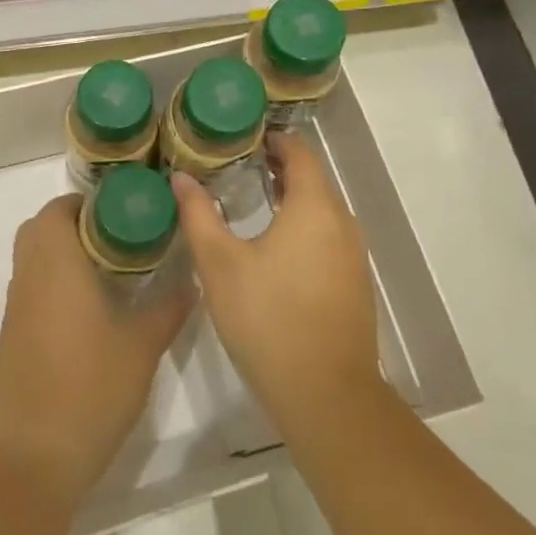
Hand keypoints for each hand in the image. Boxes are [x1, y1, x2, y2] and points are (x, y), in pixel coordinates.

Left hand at [0, 195, 191, 508]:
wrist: (37, 454)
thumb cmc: (92, 385)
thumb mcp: (143, 345)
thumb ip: (168, 307)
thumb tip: (191, 283)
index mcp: (55, 262)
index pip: (59, 209)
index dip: (87, 204)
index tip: (121, 215)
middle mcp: (28, 276)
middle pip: (40, 229)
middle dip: (74, 225)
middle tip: (116, 241)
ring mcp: (14, 309)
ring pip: (32, 261)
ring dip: (61, 256)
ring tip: (106, 275)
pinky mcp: (10, 338)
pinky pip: (30, 292)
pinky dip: (52, 286)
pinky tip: (85, 316)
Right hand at [173, 134, 383, 430]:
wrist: (326, 395)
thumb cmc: (268, 318)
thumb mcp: (220, 264)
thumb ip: (199, 215)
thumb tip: (181, 177)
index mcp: (314, 206)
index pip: (299, 152)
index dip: (273, 139)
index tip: (242, 139)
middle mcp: (342, 222)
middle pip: (313, 178)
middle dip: (279, 167)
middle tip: (239, 166)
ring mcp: (353, 255)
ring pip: (323, 209)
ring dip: (292, 197)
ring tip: (253, 200)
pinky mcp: (354, 283)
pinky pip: (329, 235)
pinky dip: (305, 225)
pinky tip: (276, 246)